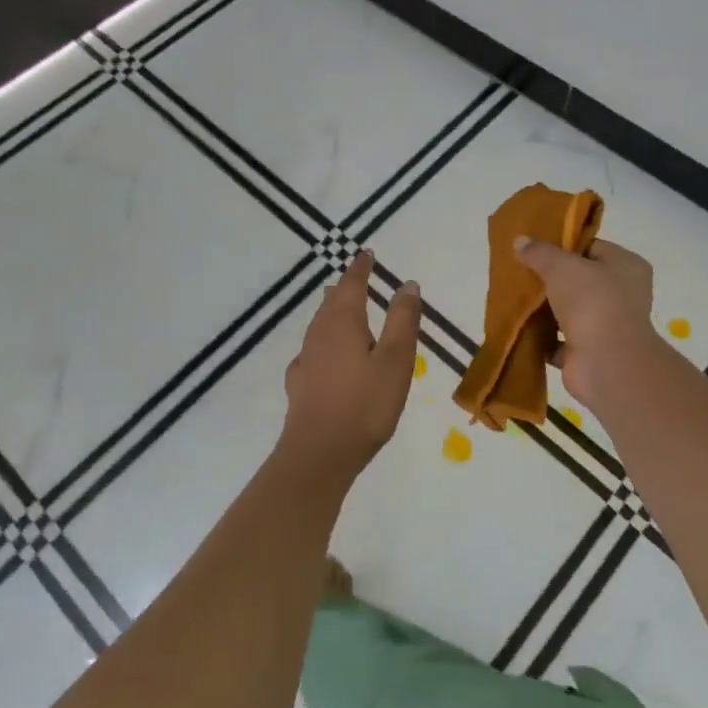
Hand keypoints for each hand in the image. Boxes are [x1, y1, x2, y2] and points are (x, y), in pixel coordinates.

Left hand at [280, 252, 421, 480]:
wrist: (319, 453)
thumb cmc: (365, 404)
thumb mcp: (395, 360)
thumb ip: (402, 321)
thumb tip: (407, 284)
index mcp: (343, 323)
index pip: (352, 285)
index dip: (360, 268)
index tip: (366, 254)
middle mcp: (319, 334)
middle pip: (331, 302)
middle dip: (344, 287)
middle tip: (355, 277)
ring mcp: (305, 359)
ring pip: (319, 324)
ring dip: (332, 311)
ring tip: (340, 307)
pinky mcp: (299, 383)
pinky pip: (312, 349)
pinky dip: (323, 340)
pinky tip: (321, 354)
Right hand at [514, 236, 657, 409]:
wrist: (605, 362)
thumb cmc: (592, 302)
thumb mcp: (561, 266)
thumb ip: (540, 252)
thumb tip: (520, 241)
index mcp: (626, 266)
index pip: (593, 247)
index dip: (564, 245)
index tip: (535, 246)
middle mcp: (622, 295)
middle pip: (579, 280)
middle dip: (551, 278)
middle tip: (521, 270)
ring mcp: (607, 326)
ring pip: (569, 311)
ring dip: (545, 308)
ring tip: (515, 296)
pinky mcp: (589, 353)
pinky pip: (559, 340)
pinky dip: (541, 337)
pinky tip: (518, 326)